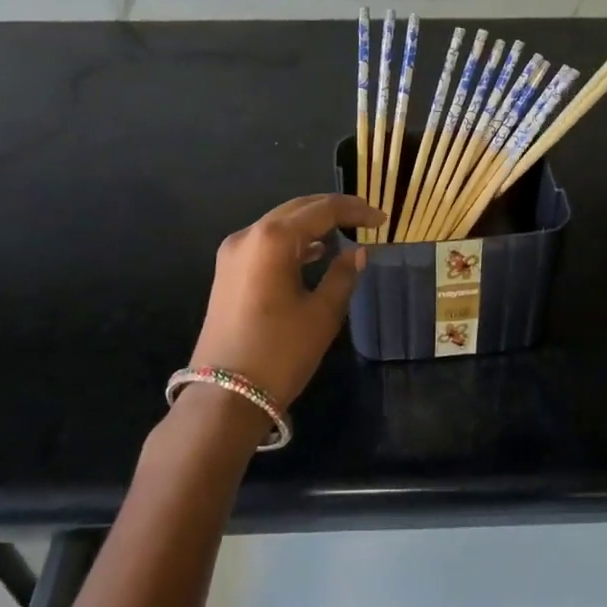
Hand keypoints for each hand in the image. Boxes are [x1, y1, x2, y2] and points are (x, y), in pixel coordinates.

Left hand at [189, 193, 382, 410]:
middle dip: (333, 210)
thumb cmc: (280, 353)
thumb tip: (358, 252)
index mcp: (273, 239)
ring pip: (279, 224)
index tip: (382, 220)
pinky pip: (266, 243)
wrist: (224, 397)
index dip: (355, 210)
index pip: (322, 210)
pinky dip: (292, 242)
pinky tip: (314, 253)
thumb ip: (343, 275)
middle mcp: (248, 235)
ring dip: (312, 225)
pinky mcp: (227, 272)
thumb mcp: (322, 314)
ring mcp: (233, 253)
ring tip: (346, 233)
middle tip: (367, 219)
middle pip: (297, 209)